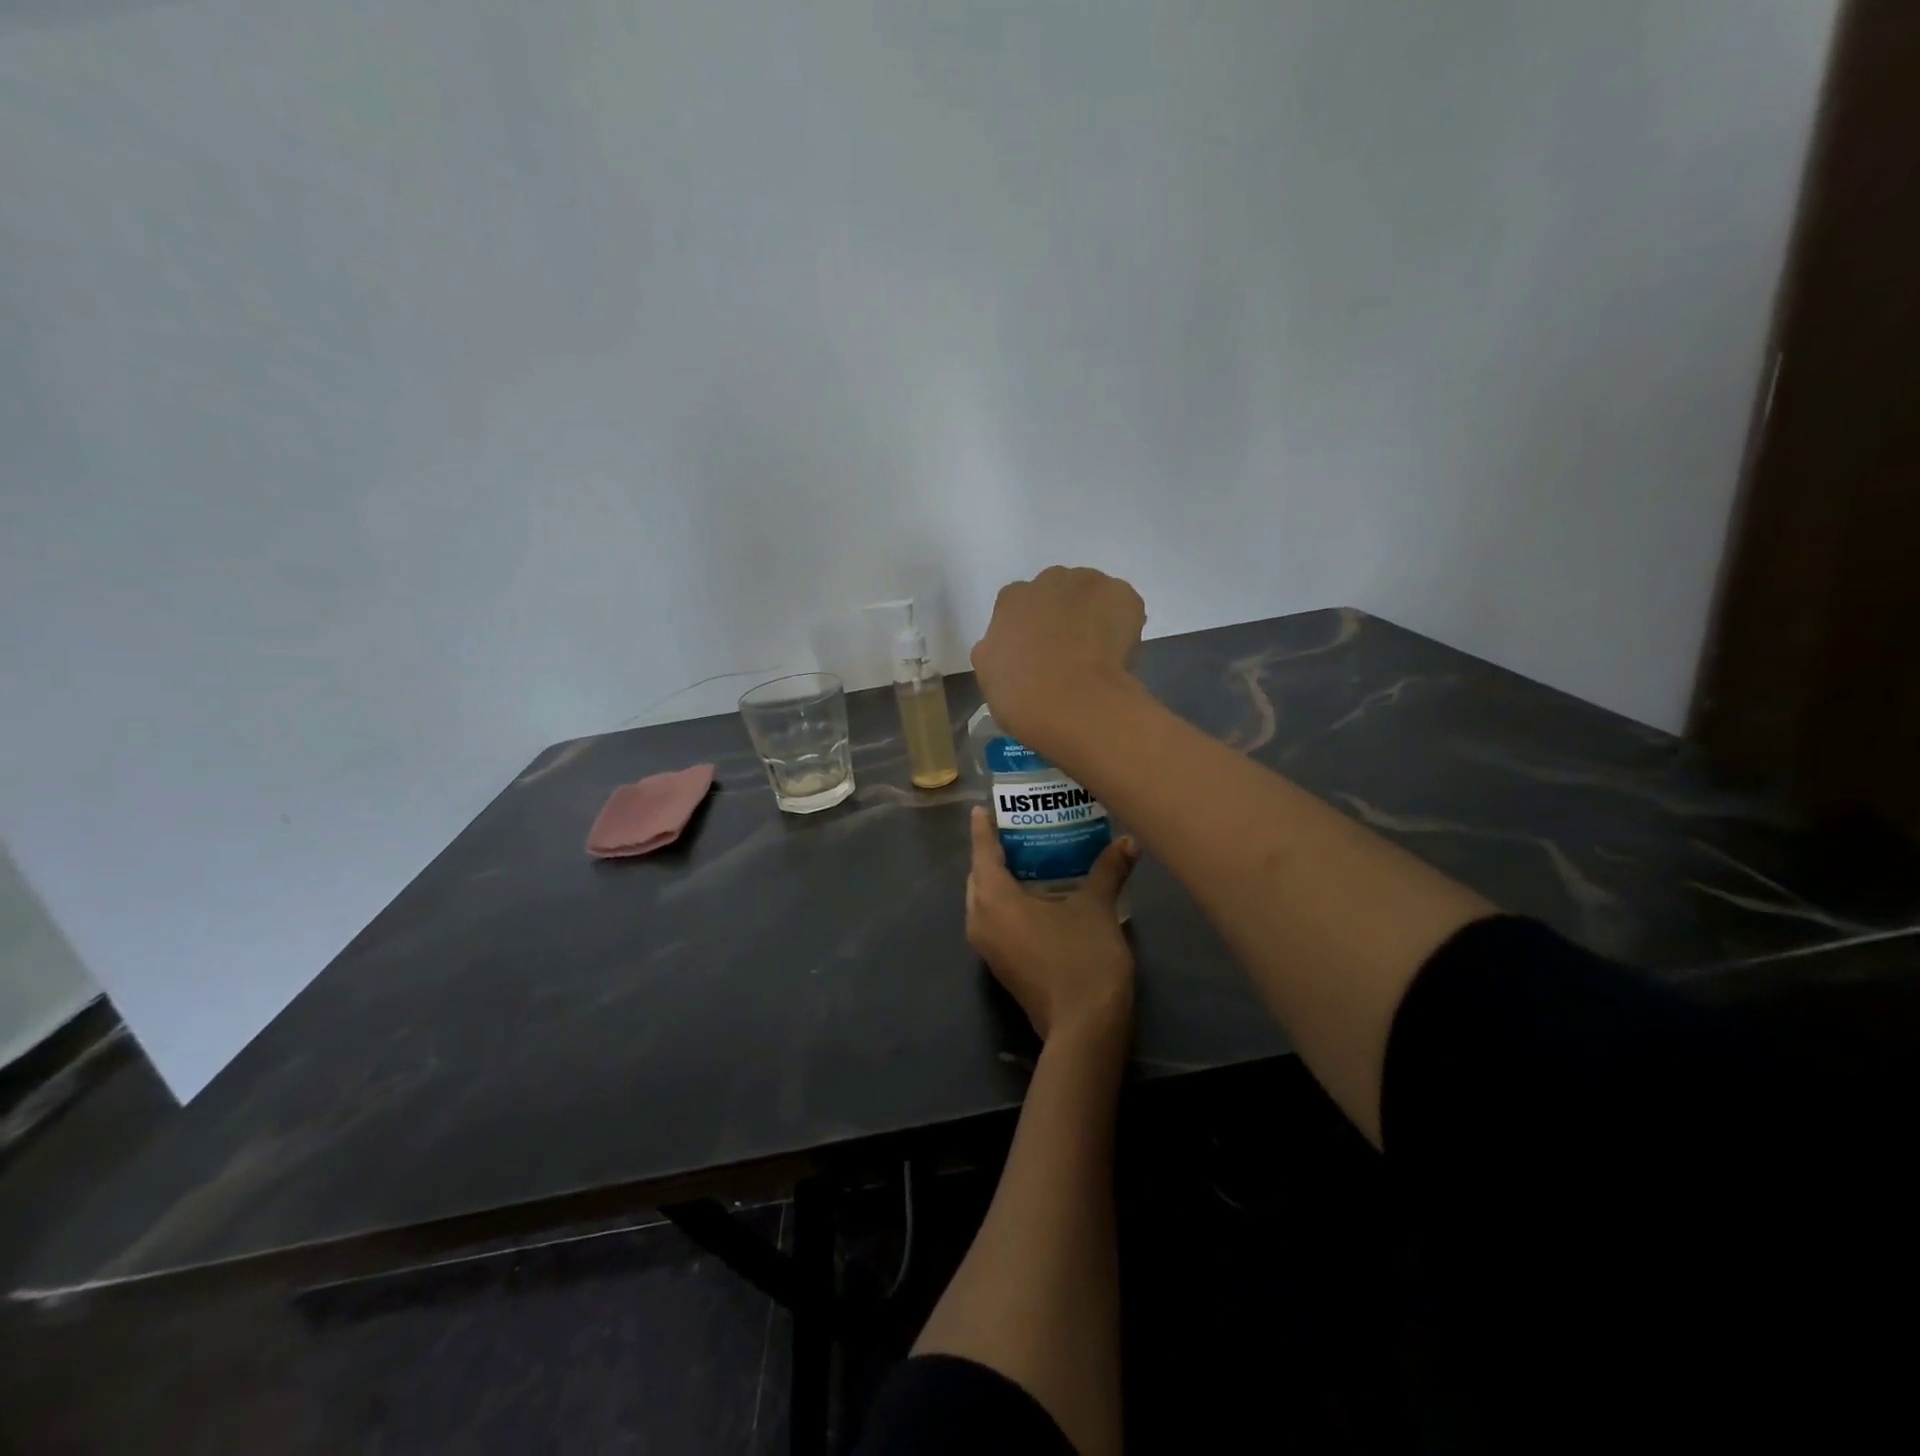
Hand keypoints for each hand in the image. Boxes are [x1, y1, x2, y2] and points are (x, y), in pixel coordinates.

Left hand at [967, 806, 1138, 1047]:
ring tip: (1026, 859)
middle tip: (1016, 831)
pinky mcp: (1000, 966)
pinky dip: (1004, 903)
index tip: (984, 807)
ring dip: (997, 880)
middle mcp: (980, 920)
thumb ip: (1108, 870)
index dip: (984, 828)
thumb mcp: (1097, 907)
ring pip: (982, 901)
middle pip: (978, 876)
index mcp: (994, 899)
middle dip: (992, 853)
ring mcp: (987, 947)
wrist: (1084, 1028)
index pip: (982, 852)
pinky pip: (992, 921)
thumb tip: (1129, 841)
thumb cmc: (1083, 958)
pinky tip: (1033, 896)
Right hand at [970, 567, 1145, 759]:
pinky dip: (1123, 624)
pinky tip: (1118, 654)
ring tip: (1097, 654)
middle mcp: (1048, 580)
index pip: (1020, 606)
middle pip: (1057, 593)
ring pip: (1092, 596)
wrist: (1073, 703)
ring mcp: (1089, 584)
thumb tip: (1008, 649)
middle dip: (1062, 615)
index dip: (1030, 630)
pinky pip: (1123, 607)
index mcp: (1011, 599)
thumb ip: (996, 650)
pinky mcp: (1123, 595)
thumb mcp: (989, 675)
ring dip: (1093, 615)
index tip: (1037, 654)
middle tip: (1068, 653)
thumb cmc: (1022, 695)